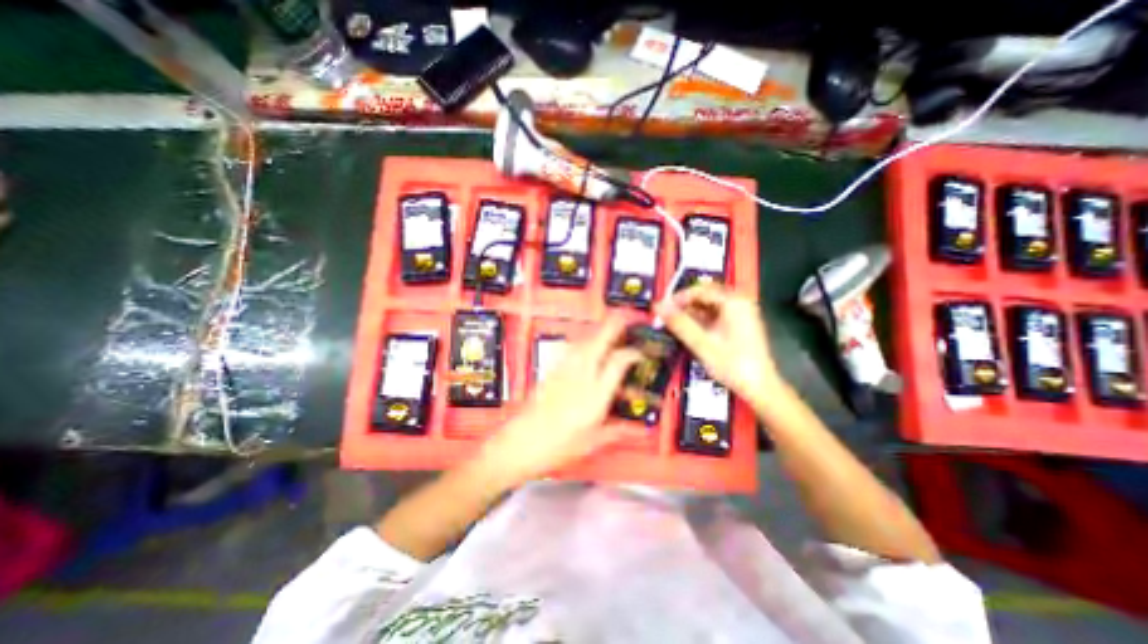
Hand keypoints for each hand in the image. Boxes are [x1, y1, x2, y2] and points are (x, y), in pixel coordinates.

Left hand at [472, 318, 641, 487]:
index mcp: (594, 395)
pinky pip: (571, 349)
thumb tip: (634, 429)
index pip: (618, 362)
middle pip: (598, 342)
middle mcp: (580, 377)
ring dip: (597, 331)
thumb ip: (616, 431)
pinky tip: (585, 345)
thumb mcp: (592, 442)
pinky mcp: (551, 372)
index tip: (639, 352)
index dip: (632, 353)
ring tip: (607, 327)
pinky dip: (582, 342)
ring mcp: (563, 371)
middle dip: (613, 326)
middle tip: (624, 318)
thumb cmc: (556, 445)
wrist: (520, 443)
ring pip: (583, 342)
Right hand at [661, 287, 785, 406]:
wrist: (759, 387)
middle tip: (666, 317)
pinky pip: (715, 314)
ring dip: (690, 313)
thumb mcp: (701, 343)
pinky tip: (689, 331)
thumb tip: (658, 307)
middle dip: (683, 305)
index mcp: (733, 302)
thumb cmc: (732, 364)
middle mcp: (739, 302)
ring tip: (674, 325)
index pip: (699, 290)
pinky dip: (700, 320)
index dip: (677, 298)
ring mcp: (741, 313)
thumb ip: (679, 323)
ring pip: (709, 305)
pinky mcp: (739, 324)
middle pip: (704, 295)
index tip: (662, 310)